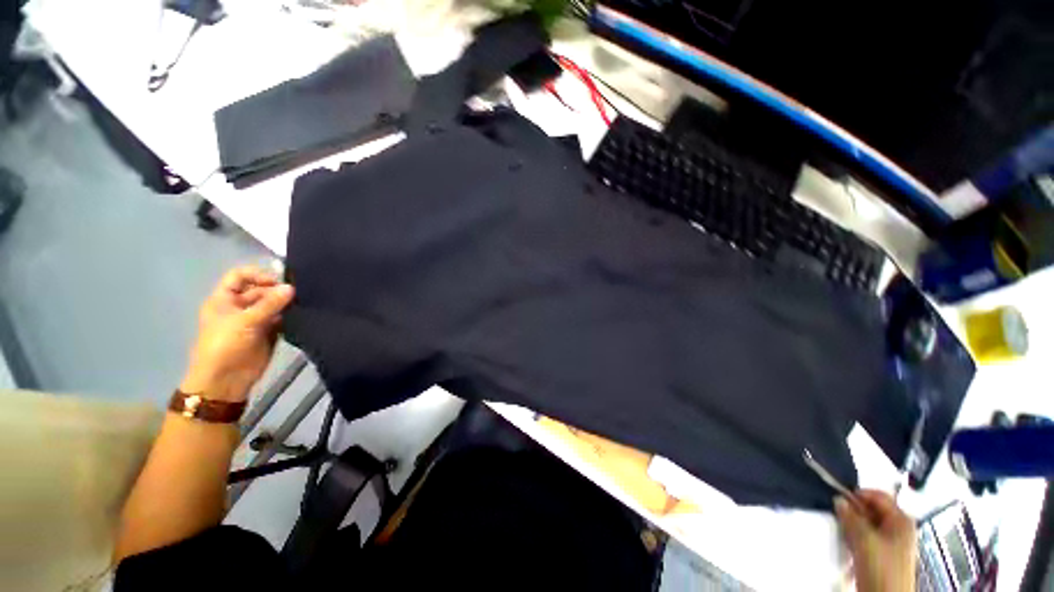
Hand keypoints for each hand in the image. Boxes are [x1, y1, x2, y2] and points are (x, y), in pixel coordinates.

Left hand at [180, 266, 294, 402]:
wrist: (226, 380)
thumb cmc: (225, 345)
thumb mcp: (245, 321)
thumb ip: (270, 303)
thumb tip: (292, 287)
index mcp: (225, 299)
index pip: (239, 276)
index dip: (257, 275)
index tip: (277, 282)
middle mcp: (240, 307)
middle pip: (260, 290)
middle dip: (277, 291)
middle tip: (297, 295)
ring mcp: (255, 320)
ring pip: (274, 305)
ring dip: (287, 304)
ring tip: (304, 303)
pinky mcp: (269, 332)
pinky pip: (282, 319)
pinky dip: (292, 316)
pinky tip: (303, 315)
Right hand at [836, 490, 917, 591]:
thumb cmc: (881, 566)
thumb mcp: (864, 539)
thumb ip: (850, 517)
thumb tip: (838, 500)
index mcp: (902, 520)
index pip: (879, 496)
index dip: (859, 494)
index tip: (838, 495)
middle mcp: (900, 528)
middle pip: (873, 510)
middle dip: (855, 512)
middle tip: (839, 515)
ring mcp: (892, 542)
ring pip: (868, 524)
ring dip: (853, 525)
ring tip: (843, 531)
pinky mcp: (883, 554)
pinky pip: (867, 537)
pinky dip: (856, 537)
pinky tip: (849, 544)